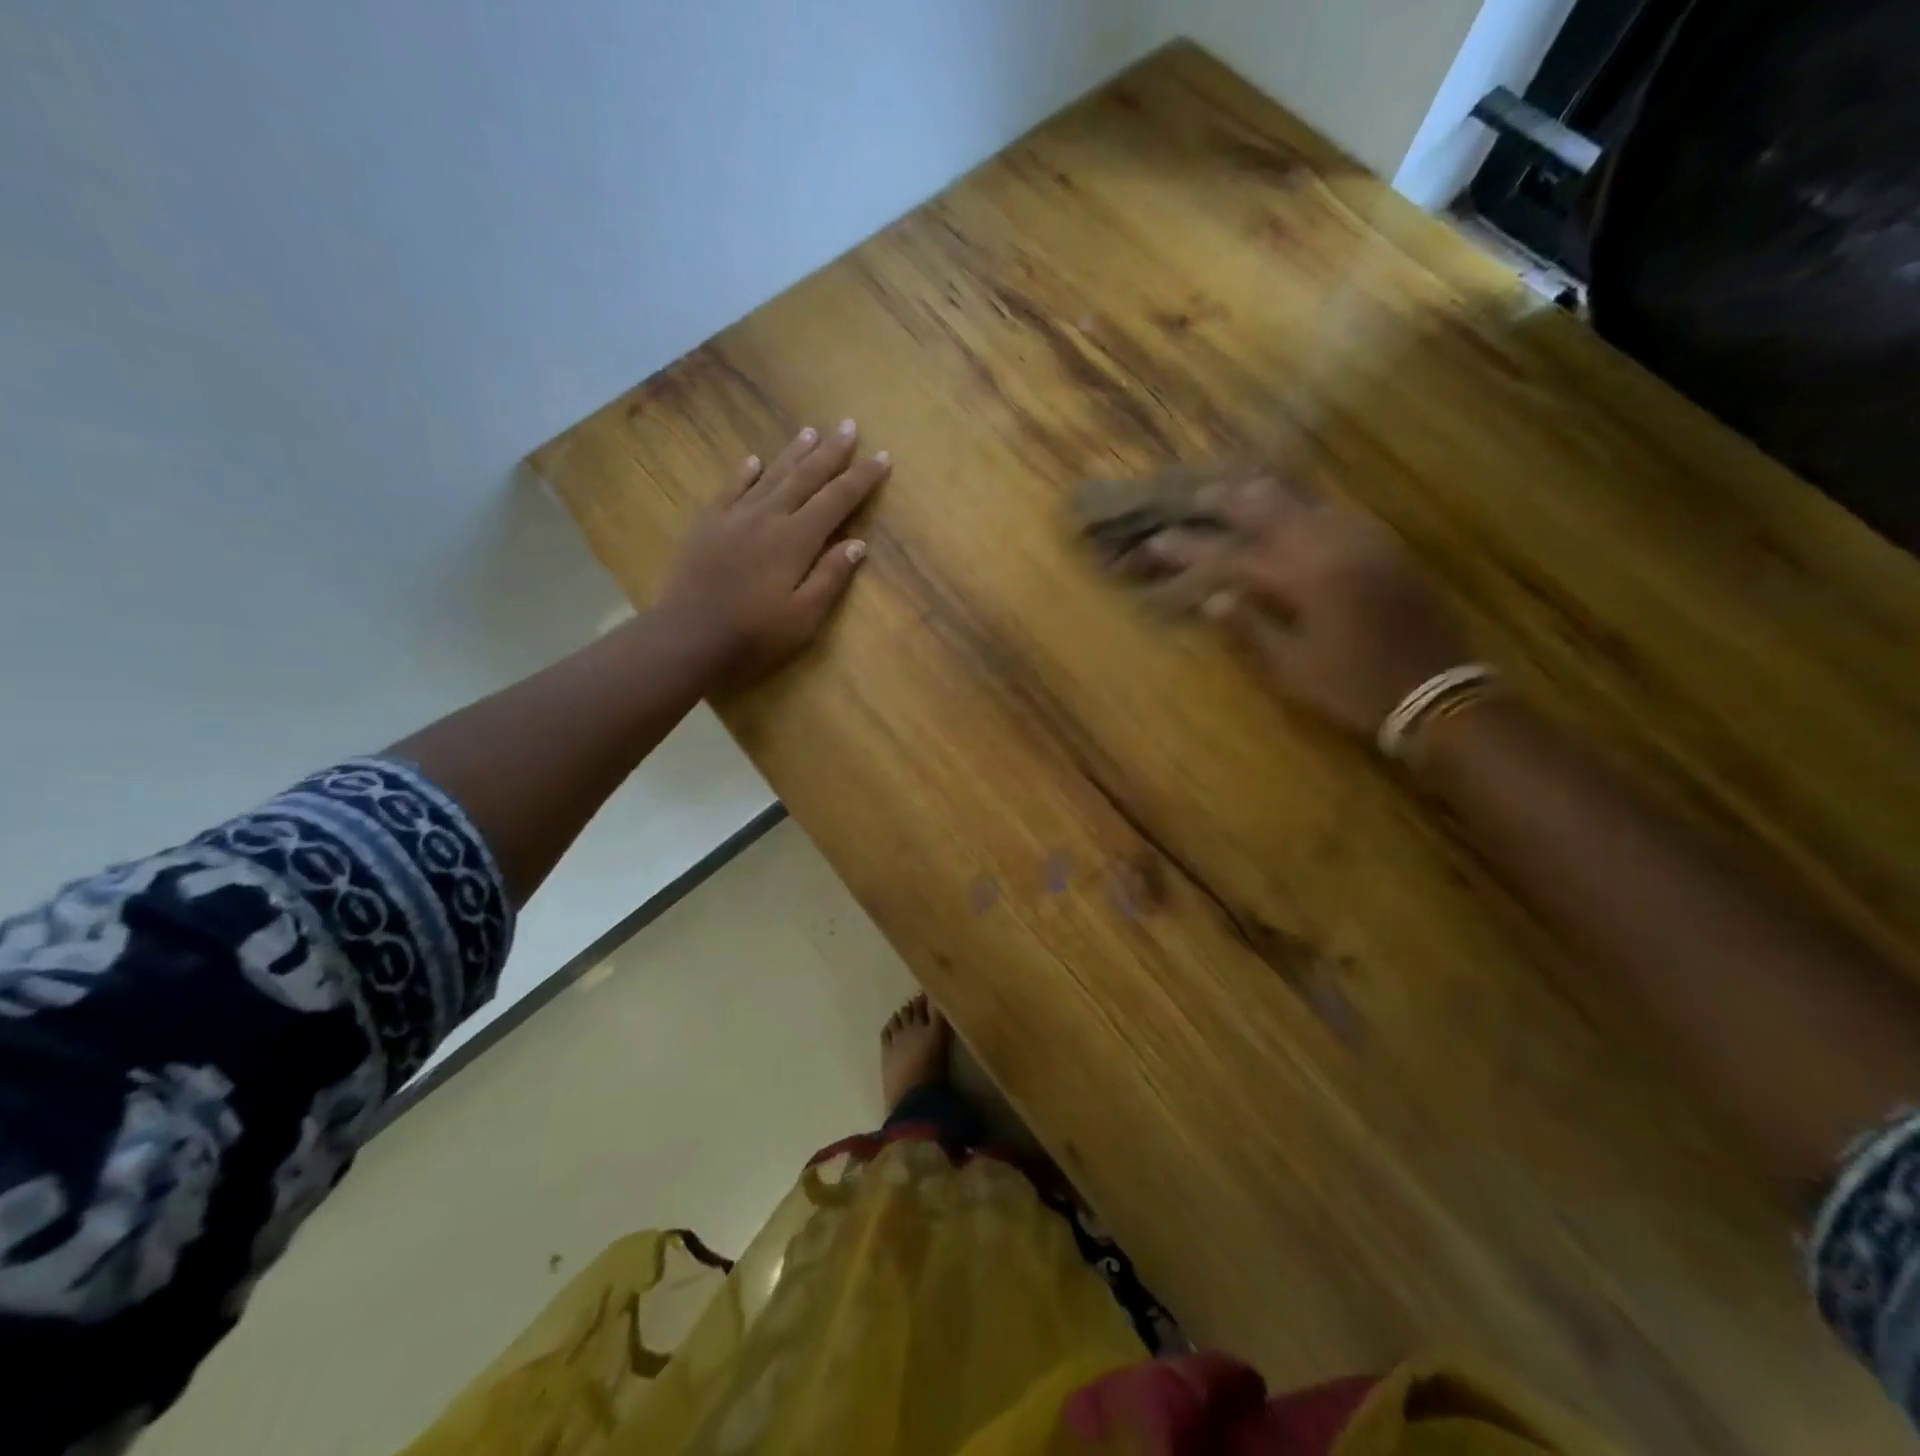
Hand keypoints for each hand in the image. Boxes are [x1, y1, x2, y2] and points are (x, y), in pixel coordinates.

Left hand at [655, 420, 890, 686]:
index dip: (861, 478)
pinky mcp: (707, 525)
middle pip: (805, 477)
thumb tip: (857, 544)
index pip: (837, 500)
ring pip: (770, 475)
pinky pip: (730, 488)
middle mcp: (767, 517)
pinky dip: (745, 472)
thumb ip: (830, 577)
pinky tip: (754, 460)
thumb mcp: (804, 618)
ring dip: (793, 453)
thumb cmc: (753, 636)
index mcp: (796, 540)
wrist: (687, 639)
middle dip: (831, 452)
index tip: (882, 456)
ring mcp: (733, 517)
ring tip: (811, 431)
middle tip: (849, 426)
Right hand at [1135, 475, 1468, 735]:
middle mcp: (1332, 547)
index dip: (1192, 549)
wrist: (1436, 692)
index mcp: (1304, 578)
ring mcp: (1363, 542)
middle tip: (1197, 494)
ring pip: (1308, 503)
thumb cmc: (1353, 688)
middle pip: (1272, 510)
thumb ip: (1249, 629)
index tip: (1157, 542)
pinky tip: (1298, 506)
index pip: (1233, 555)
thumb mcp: (1291, 669)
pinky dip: (1308, 504)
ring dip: (1270, 493)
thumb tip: (1213, 599)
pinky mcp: (1384, 549)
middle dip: (1229, 501)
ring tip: (1240, 485)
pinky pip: (1338, 512)